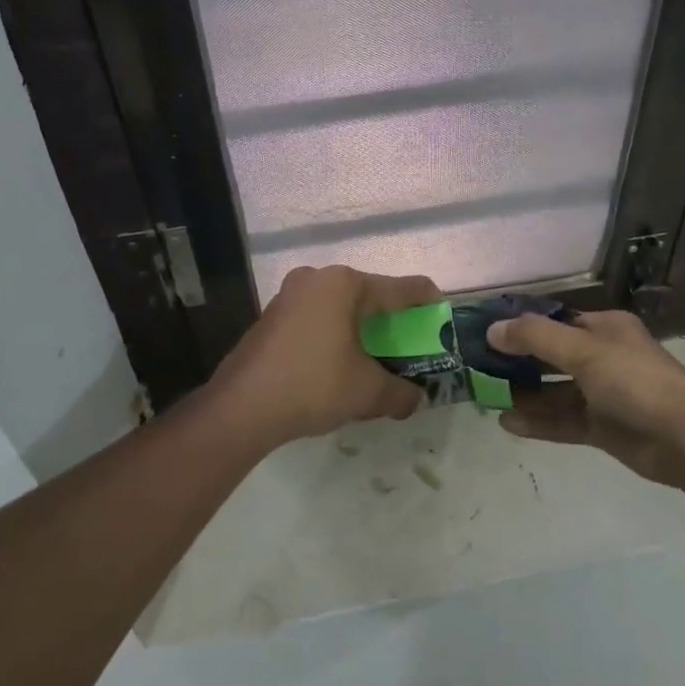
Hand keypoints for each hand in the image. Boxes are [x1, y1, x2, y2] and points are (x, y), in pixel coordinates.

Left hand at [209, 265, 442, 446]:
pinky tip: (338, 364)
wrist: (242, 407)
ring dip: (361, 329)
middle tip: (409, 346)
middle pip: (370, 295)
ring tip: (375, 359)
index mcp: (346, 285)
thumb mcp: (367, 392)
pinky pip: (316, 319)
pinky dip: (334, 335)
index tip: (443, 319)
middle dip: (391, 321)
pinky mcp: (272, 316)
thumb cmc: (313, 385)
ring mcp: (290, 295)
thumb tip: (416, 400)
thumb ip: (401, 393)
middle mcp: (318, 278)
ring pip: (340, 307)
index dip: (428, 303)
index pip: (402, 288)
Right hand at [487, 310, 684, 485]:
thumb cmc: (635, 381)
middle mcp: (602, 357)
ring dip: (524, 394)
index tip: (486, 334)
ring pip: (554, 391)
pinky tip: (507, 423)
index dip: (521, 326)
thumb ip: (535, 338)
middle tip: (478, 367)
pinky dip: (537, 421)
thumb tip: (492, 329)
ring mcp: (603, 394)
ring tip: (485, 396)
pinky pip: (562, 420)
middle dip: (517, 362)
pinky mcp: (602, 428)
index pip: (555, 321)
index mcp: (604, 329)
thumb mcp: (583, 350)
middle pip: (551, 356)